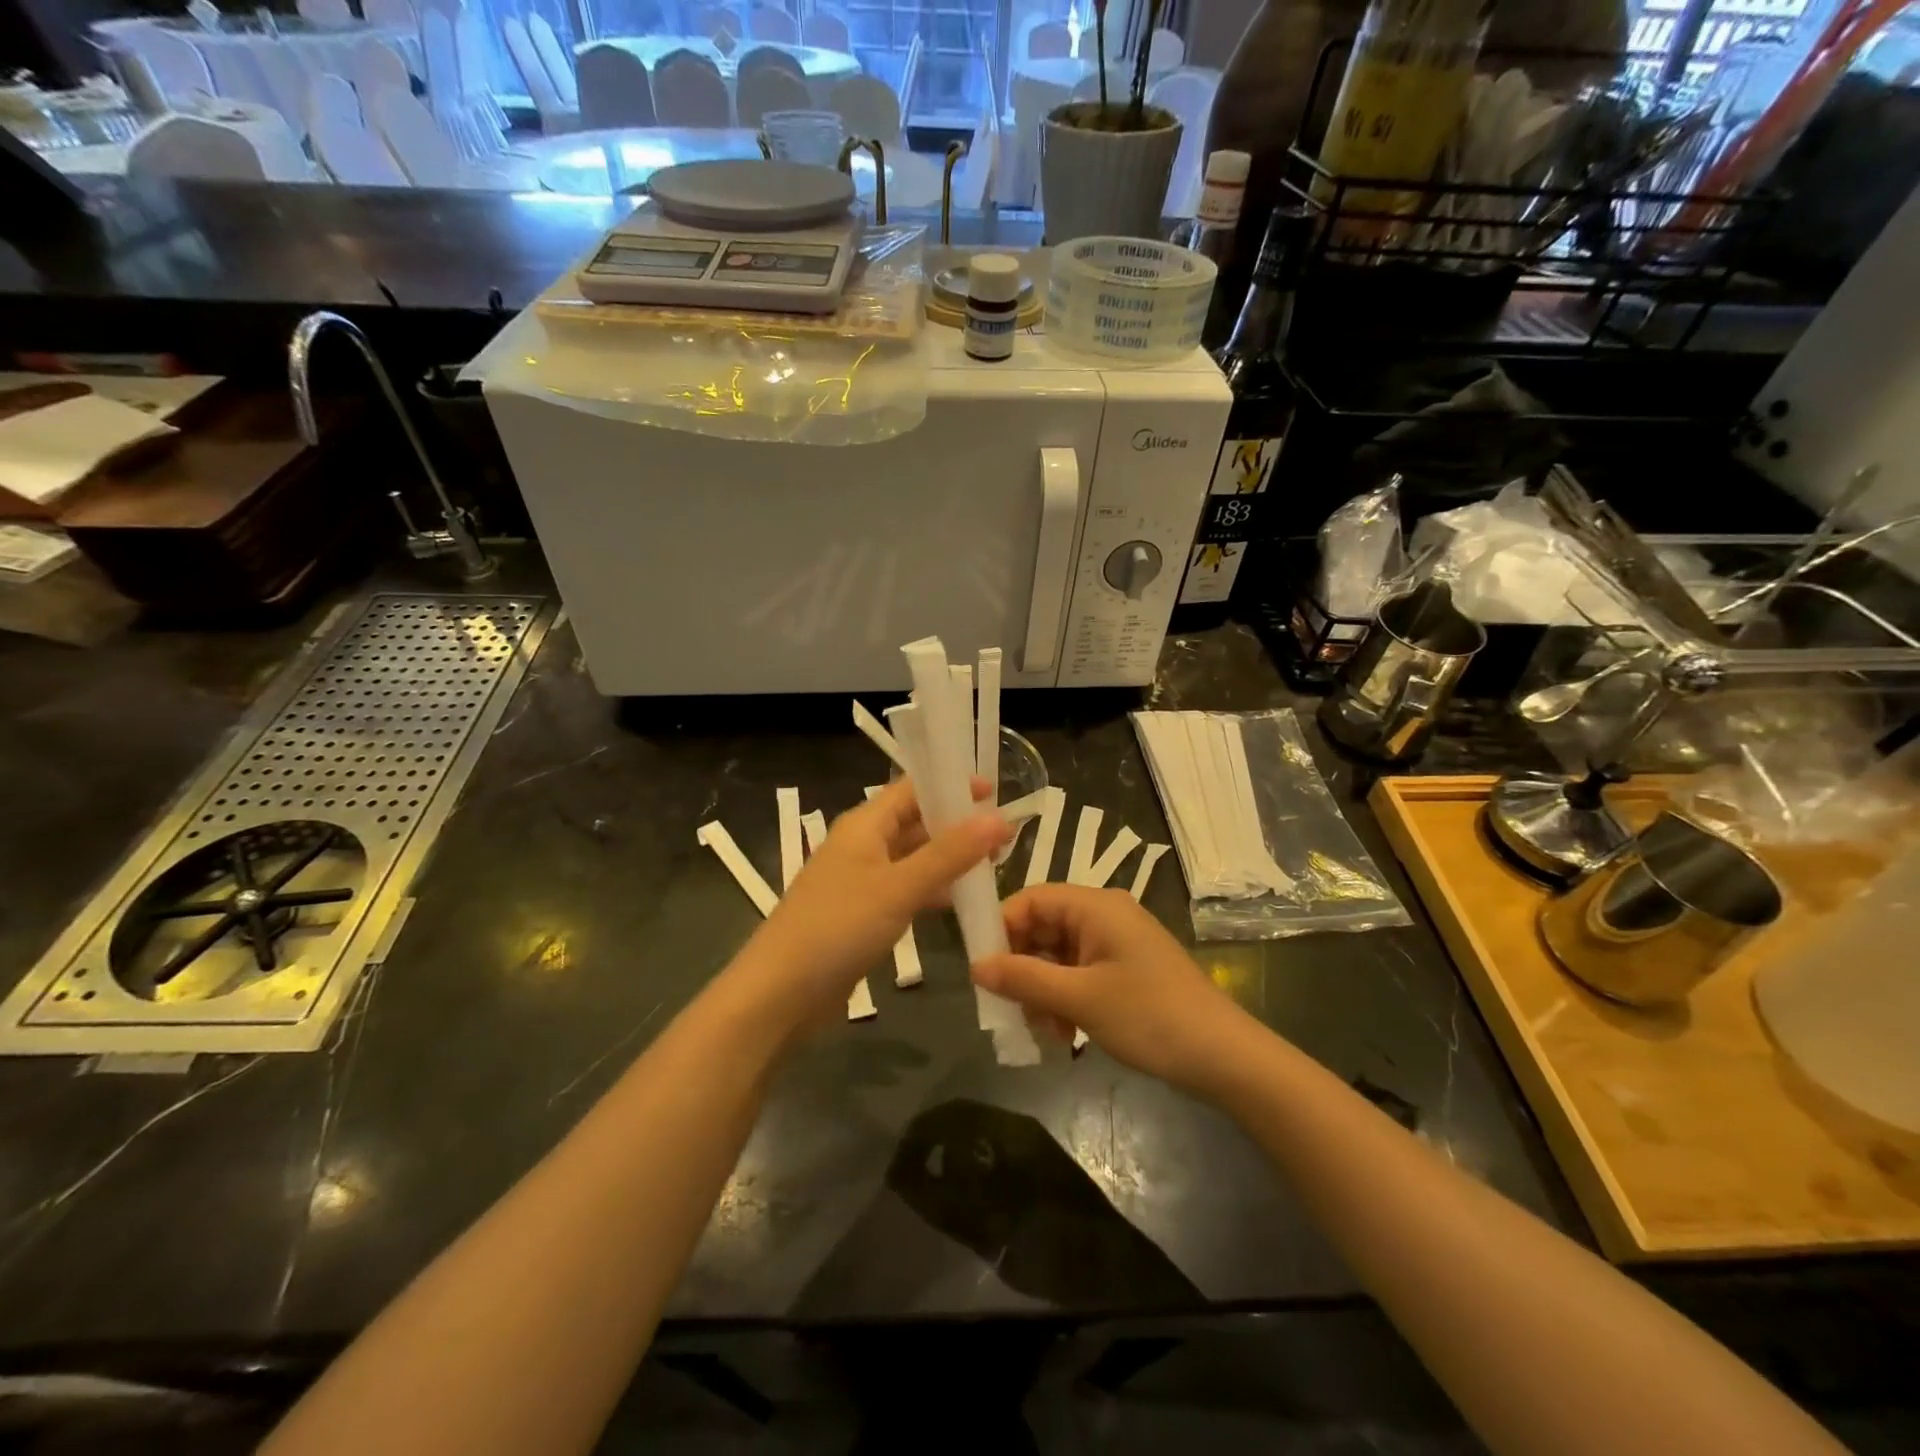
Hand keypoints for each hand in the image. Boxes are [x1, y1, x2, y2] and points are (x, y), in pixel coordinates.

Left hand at [732, 778, 1006, 1034]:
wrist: (781, 993)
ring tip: (993, 865)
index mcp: (864, 825)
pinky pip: (905, 890)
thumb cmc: (838, 927)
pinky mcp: (863, 914)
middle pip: (915, 822)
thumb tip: (999, 818)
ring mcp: (861, 881)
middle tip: (1004, 834)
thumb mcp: (899, 887)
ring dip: (948, 859)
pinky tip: (961, 901)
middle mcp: (862, 845)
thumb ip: (950, 854)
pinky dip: (932, 890)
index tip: (995, 792)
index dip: (950, 786)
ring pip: (913, 858)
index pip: (912, 789)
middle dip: (956, 825)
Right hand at [972, 885, 1253, 1094]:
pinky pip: (1080, 974)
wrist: (1224, 1057)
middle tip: (1010, 1008)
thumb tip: (975, 966)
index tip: (983, 968)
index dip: (1003, 928)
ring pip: (1059, 956)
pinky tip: (1066, 1036)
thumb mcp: (1080, 999)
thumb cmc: (1149, 1016)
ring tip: (1044, 1031)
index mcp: (1095, 906)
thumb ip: (1024, 978)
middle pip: (1044, 928)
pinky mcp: (1126, 970)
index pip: (1032, 899)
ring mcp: (1117, 944)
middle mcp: (1105, 915)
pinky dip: (1066, 999)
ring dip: (1043, 990)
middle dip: (1023, 968)